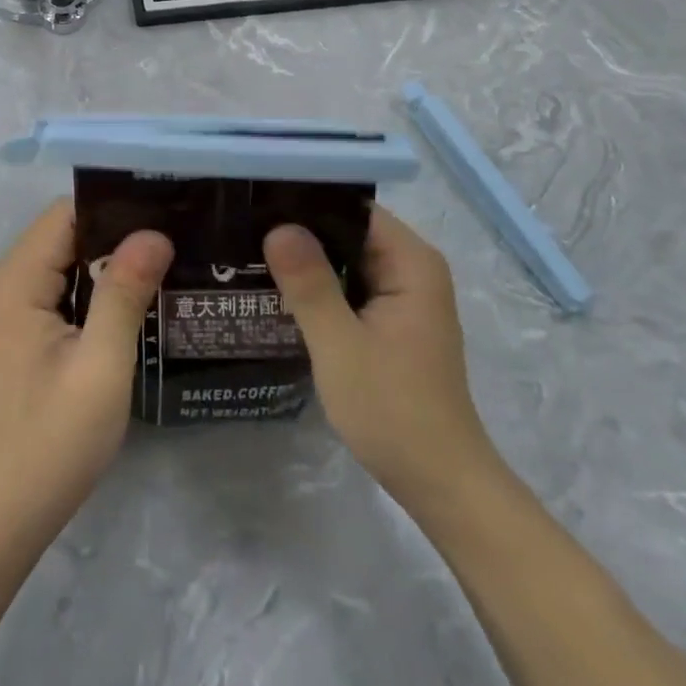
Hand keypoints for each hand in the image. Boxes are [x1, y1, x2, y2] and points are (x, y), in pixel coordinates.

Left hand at [0, 200, 172, 545]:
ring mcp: (7, 308)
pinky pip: (58, 287)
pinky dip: (92, 287)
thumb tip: (154, 232)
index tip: (165, 212)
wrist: (4, 515)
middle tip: (175, 239)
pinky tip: (131, 298)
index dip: (115, 208)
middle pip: (65, 232)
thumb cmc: (53, 442)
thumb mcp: (101, 367)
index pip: (66, 214)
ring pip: (64, 259)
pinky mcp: (16, 330)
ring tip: (163, 262)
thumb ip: (124, 293)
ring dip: (107, 261)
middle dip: (117, 233)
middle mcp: (4, 282)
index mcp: (16, 281)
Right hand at [264, 207, 496, 511]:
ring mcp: (404, 296)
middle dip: (301, 230)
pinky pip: (351, 286)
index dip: (307, 201)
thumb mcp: (340, 345)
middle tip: (243, 228)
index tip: (260, 201)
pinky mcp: (393, 321)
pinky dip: (320, 286)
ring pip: (347, 259)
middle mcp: (413, 269)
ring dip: (307, 260)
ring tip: (249, 251)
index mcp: (411, 262)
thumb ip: (309, 283)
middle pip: (349, 231)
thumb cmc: (393, 411)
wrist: (441, 485)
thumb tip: (278, 226)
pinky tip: (279, 290)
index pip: (353, 208)